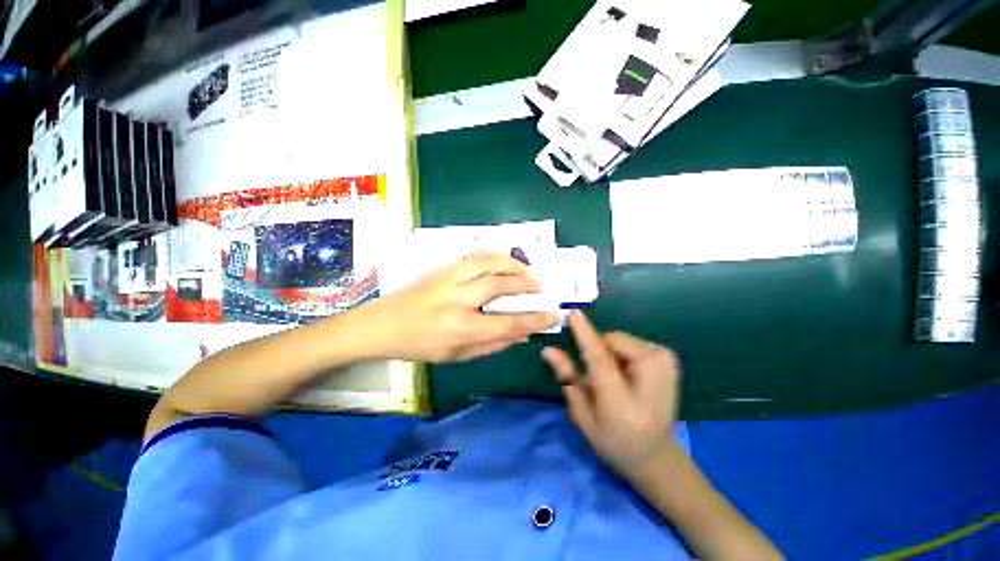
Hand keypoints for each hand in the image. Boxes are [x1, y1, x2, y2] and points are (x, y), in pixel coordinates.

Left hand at [363, 252, 558, 362]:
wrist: (382, 323)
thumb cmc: (419, 345)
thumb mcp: (456, 356)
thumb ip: (492, 345)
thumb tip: (522, 335)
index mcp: (459, 328)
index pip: (506, 323)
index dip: (534, 320)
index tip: (552, 314)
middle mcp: (456, 300)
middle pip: (499, 285)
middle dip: (525, 283)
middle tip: (542, 285)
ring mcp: (447, 279)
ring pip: (487, 262)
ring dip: (513, 264)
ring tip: (528, 270)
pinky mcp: (442, 267)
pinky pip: (475, 256)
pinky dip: (495, 256)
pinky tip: (505, 261)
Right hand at [542, 312, 680, 475]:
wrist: (657, 456)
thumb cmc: (614, 440)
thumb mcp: (583, 416)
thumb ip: (568, 379)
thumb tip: (549, 351)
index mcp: (624, 403)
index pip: (601, 359)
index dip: (585, 335)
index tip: (572, 315)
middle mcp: (653, 378)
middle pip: (611, 341)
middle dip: (598, 351)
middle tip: (597, 376)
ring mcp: (665, 364)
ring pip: (619, 339)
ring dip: (610, 353)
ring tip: (615, 380)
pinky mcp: (667, 357)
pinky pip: (630, 342)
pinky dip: (622, 354)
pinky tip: (629, 377)